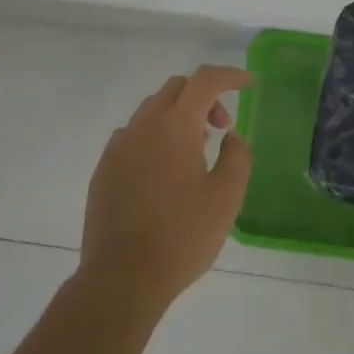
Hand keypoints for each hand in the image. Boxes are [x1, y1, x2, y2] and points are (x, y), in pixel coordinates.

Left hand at [79, 66, 253, 312]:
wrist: (122, 278)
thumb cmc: (182, 236)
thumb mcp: (226, 197)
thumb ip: (237, 156)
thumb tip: (231, 137)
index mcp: (175, 126)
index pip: (204, 80)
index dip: (230, 76)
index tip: (249, 84)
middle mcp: (142, 126)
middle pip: (176, 89)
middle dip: (204, 96)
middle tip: (223, 126)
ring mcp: (118, 147)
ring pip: (152, 110)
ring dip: (179, 116)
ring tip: (197, 150)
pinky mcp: (104, 169)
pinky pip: (134, 136)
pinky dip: (156, 137)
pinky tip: (166, 171)